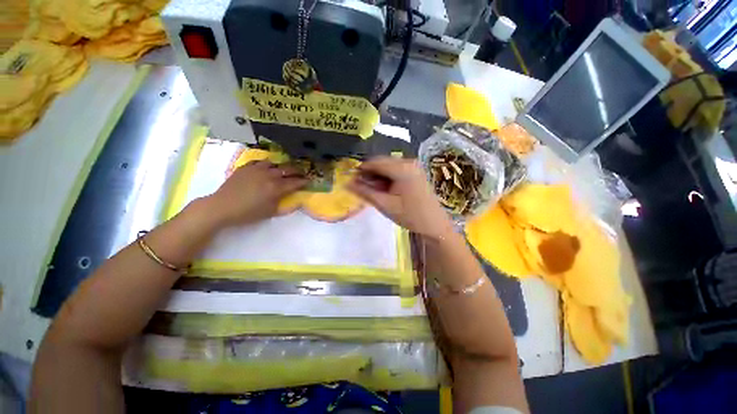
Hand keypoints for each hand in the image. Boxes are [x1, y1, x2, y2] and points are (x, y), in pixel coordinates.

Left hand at [205, 160, 307, 226]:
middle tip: (301, 173)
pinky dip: (266, 164)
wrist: (222, 207)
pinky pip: (259, 161)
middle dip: (297, 171)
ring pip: (274, 163)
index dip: (303, 181)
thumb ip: (285, 206)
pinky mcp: (246, 167)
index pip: (295, 182)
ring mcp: (257, 169)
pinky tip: (266, 167)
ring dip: (281, 166)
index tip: (309, 181)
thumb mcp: (270, 212)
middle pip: (287, 169)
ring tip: (284, 169)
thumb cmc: (248, 213)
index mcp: (276, 188)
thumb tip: (296, 202)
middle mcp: (269, 175)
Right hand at [347, 157, 454, 239]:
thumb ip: (365, 192)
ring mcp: (413, 167)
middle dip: (369, 173)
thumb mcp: (385, 204)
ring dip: (378, 176)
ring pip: (388, 167)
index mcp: (402, 168)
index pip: (375, 162)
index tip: (351, 180)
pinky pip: (396, 171)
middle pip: (382, 163)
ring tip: (372, 190)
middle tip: (360, 187)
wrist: (434, 225)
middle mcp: (408, 162)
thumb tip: (347, 183)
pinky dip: (387, 178)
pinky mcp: (415, 173)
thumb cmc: (410, 216)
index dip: (361, 170)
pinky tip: (384, 189)